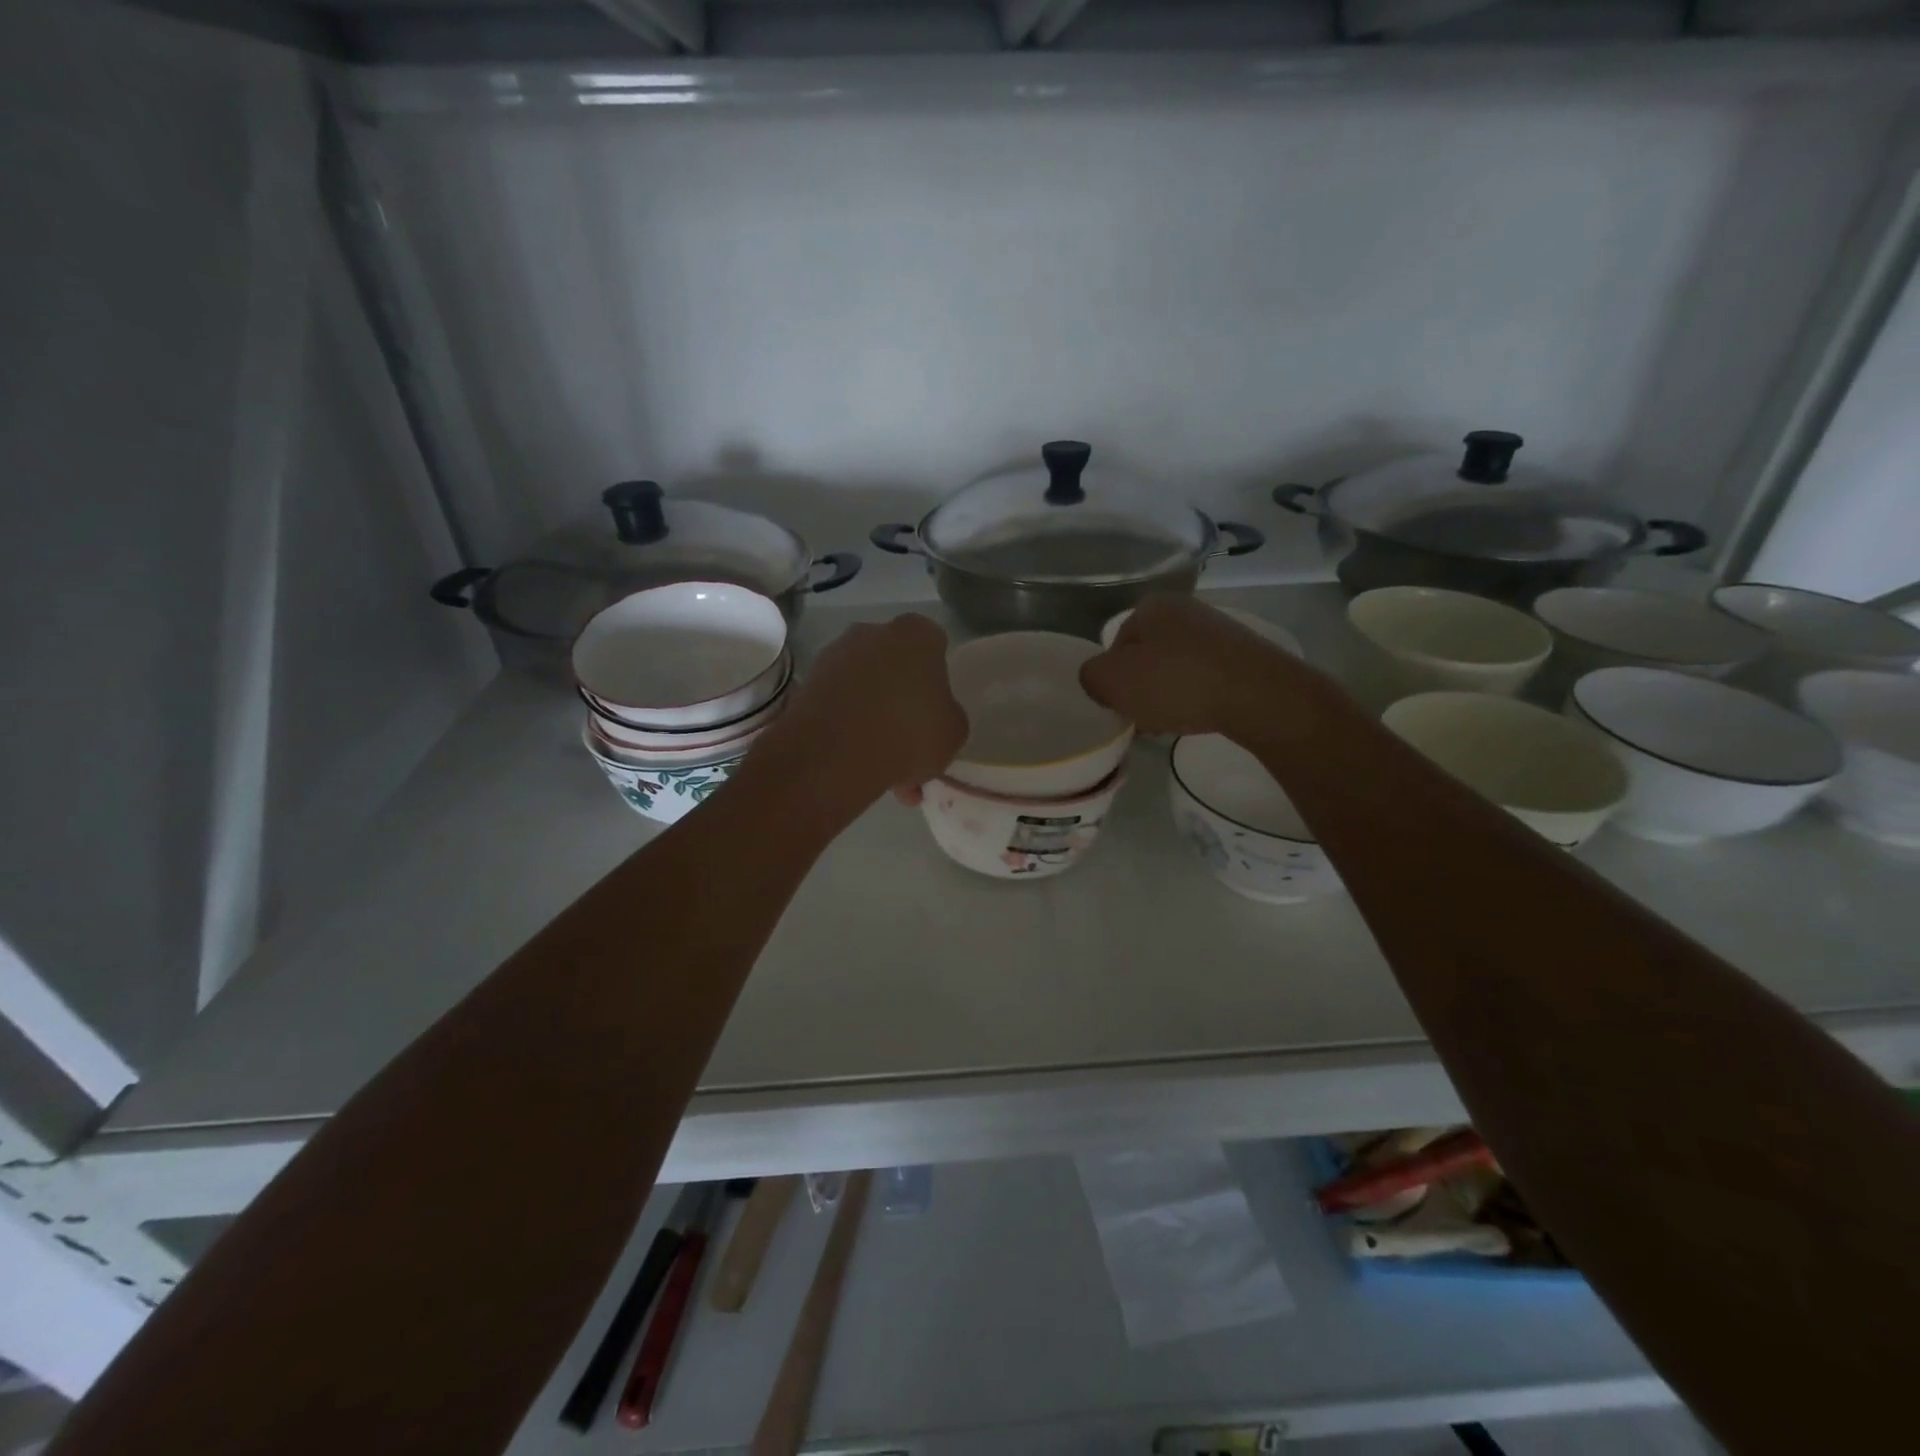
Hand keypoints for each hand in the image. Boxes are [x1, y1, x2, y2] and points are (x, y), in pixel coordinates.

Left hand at [762, 613, 967, 810]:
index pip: (934, 645)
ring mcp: (833, 656)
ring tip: (885, 771)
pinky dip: (847, 731)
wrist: (834, 753)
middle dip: (902, 702)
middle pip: (895, 666)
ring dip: (874, 722)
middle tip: (911, 746)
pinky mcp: (806, 685)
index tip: (935, 711)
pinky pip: (839, 708)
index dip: (937, 679)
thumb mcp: (953, 732)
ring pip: (865, 690)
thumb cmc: (909, 732)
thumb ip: (948, 716)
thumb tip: (935, 718)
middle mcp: (871, 633)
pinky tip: (858, 768)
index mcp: (916, 634)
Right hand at [1080, 594, 1316, 740]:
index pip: (1116, 645)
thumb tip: (1100, 679)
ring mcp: (1219, 630)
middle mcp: (1186, 609)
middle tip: (1145, 717)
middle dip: (1142, 688)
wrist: (1258, 695)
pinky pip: (1206, 678)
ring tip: (1174, 721)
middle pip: (1147, 657)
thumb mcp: (1111, 682)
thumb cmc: (1176, 683)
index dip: (1114, 679)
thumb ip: (1091, 677)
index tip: (1122, 705)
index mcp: (1151, 606)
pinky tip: (1202, 716)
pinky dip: (1198, 697)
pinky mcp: (1244, 654)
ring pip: (1176, 669)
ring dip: (1169, 696)